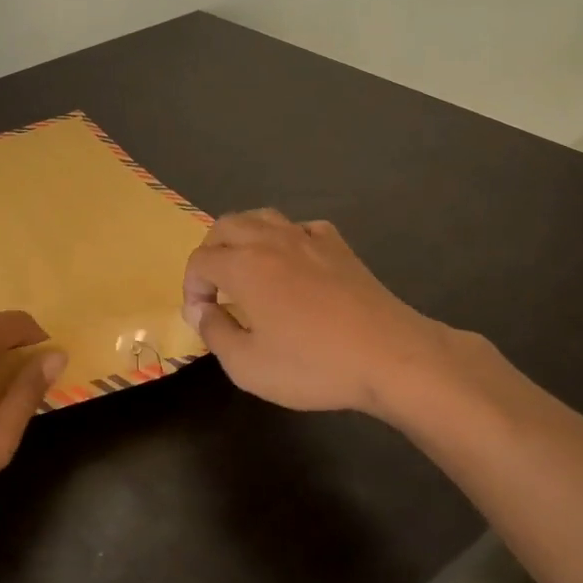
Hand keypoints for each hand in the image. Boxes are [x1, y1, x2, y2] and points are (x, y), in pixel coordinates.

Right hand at [182, 210, 463, 420]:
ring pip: (262, 217)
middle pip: (225, 227)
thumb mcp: (247, 365)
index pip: (200, 261)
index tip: (200, 314)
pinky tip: (293, 262)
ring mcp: (307, 239)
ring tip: (245, 265)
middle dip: (210, 251)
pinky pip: (301, 228)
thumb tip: (201, 310)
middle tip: (214, 285)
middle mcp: (270, 241)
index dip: (191, 286)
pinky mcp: (339, 247)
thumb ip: (215, 332)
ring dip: (243, 236)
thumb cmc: (314, 364)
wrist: (391, 357)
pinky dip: (286, 238)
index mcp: (243, 266)